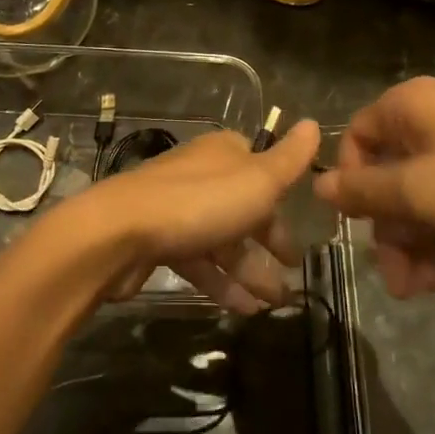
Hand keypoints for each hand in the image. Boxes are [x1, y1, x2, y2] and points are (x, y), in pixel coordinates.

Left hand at [58, 121, 321, 313]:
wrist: (119, 234)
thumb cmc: (199, 203)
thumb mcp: (257, 180)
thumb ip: (289, 159)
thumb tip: (314, 123)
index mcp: (224, 153)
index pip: (261, 169)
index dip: (281, 198)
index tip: (301, 225)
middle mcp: (200, 175)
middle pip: (243, 208)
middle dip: (270, 243)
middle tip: (293, 274)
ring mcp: (176, 209)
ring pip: (223, 239)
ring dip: (250, 271)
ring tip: (275, 304)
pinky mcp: (158, 241)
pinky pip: (199, 261)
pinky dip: (222, 283)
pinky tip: (243, 310)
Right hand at [313, 77, 434, 298]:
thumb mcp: (420, 193)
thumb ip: (364, 193)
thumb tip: (317, 186)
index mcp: (411, 106)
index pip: (356, 140)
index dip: (353, 187)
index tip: (361, 230)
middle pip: (392, 175)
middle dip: (394, 233)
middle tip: (401, 284)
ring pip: (427, 193)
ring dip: (422, 242)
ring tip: (433, 287)